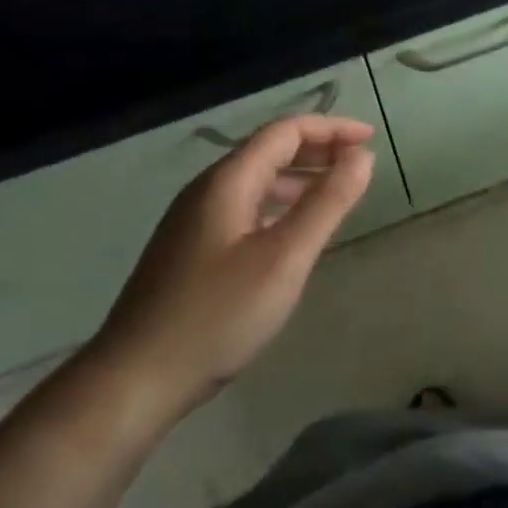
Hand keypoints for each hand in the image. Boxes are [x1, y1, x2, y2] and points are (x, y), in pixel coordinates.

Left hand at [86, 114, 374, 425]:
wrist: (136, 379)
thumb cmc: (217, 315)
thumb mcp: (284, 258)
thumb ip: (327, 203)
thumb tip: (362, 156)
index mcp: (227, 181)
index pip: (285, 132)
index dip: (332, 129)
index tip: (371, 139)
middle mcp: (207, 191)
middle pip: (269, 152)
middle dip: (318, 150)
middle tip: (361, 164)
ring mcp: (194, 221)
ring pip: (256, 183)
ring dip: (300, 179)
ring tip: (338, 194)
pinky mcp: (191, 251)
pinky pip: (245, 210)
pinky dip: (279, 207)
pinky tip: (294, 232)